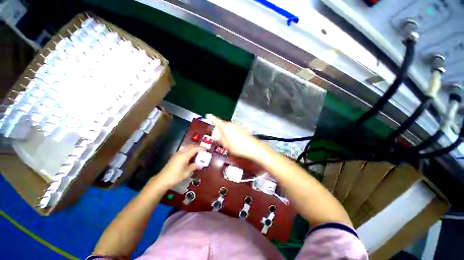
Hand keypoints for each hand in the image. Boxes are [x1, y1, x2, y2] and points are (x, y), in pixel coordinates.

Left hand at [155, 146, 204, 187]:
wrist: (162, 179)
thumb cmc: (176, 176)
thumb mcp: (187, 172)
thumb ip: (194, 166)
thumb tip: (200, 164)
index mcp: (184, 156)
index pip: (194, 149)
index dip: (201, 148)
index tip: (206, 150)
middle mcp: (181, 152)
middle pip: (190, 146)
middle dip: (197, 147)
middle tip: (203, 150)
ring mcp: (177, 154)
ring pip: (187, 148)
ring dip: (193, 148)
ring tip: (198, 152)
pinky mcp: (174, 156)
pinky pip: (184, 150)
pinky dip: (189, 151)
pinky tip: (190, 156)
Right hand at [206, 114, 268, 159]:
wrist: (253, 147)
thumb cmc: (237, 147)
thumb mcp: (226, 145)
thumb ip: (220, 139)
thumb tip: (215, 136)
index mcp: (225, 127)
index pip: (217, 121)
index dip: (212, 118)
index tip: (208, 115)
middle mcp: (231, 124)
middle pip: (222, 125)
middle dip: (219, 130)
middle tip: (218, 138)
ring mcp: (237, 126)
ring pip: (228, 127)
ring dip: (225, 132)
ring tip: (227, 141)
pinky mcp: (242, 128)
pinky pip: (233, 129)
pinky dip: (231, 133)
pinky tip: (234, 140)